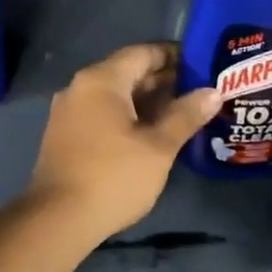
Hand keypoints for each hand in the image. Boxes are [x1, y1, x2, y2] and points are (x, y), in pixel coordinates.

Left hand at [26, 43, 222, 240]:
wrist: (58, 218)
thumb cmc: (113, 176)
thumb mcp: (158, 147)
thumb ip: (185, 116)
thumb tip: (213, 92)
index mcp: (101, 80)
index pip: (142, 53)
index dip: (173, 55)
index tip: (202, 63)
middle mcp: (80, 86)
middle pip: (127, 72)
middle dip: (162, 79)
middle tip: (199, 90)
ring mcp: (68, 110)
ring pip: (114, 95)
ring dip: (146, 100)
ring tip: (182, 111)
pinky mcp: (64, 133)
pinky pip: (101, 112)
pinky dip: (127, 115)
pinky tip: (150, 132)